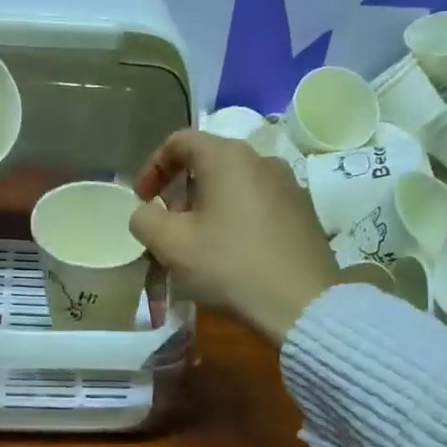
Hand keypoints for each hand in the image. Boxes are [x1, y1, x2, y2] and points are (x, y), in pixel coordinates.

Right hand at [129, 129, 341, 343]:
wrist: (302, 305)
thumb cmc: (229, 265)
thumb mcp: (171, 245)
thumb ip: (145, 220)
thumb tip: (147, 213)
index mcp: (227, 157)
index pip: (180, 141)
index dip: (152, 166)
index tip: (143, 200)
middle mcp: (262, 160)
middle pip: (208, 162)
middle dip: (179, 191)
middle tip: (167, 226)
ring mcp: (289, 185)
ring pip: (233, 184)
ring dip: (207, 206)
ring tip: (197, 243)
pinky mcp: (304, 212)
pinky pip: (257, 203)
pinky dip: (234, 217)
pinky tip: (232, 252)